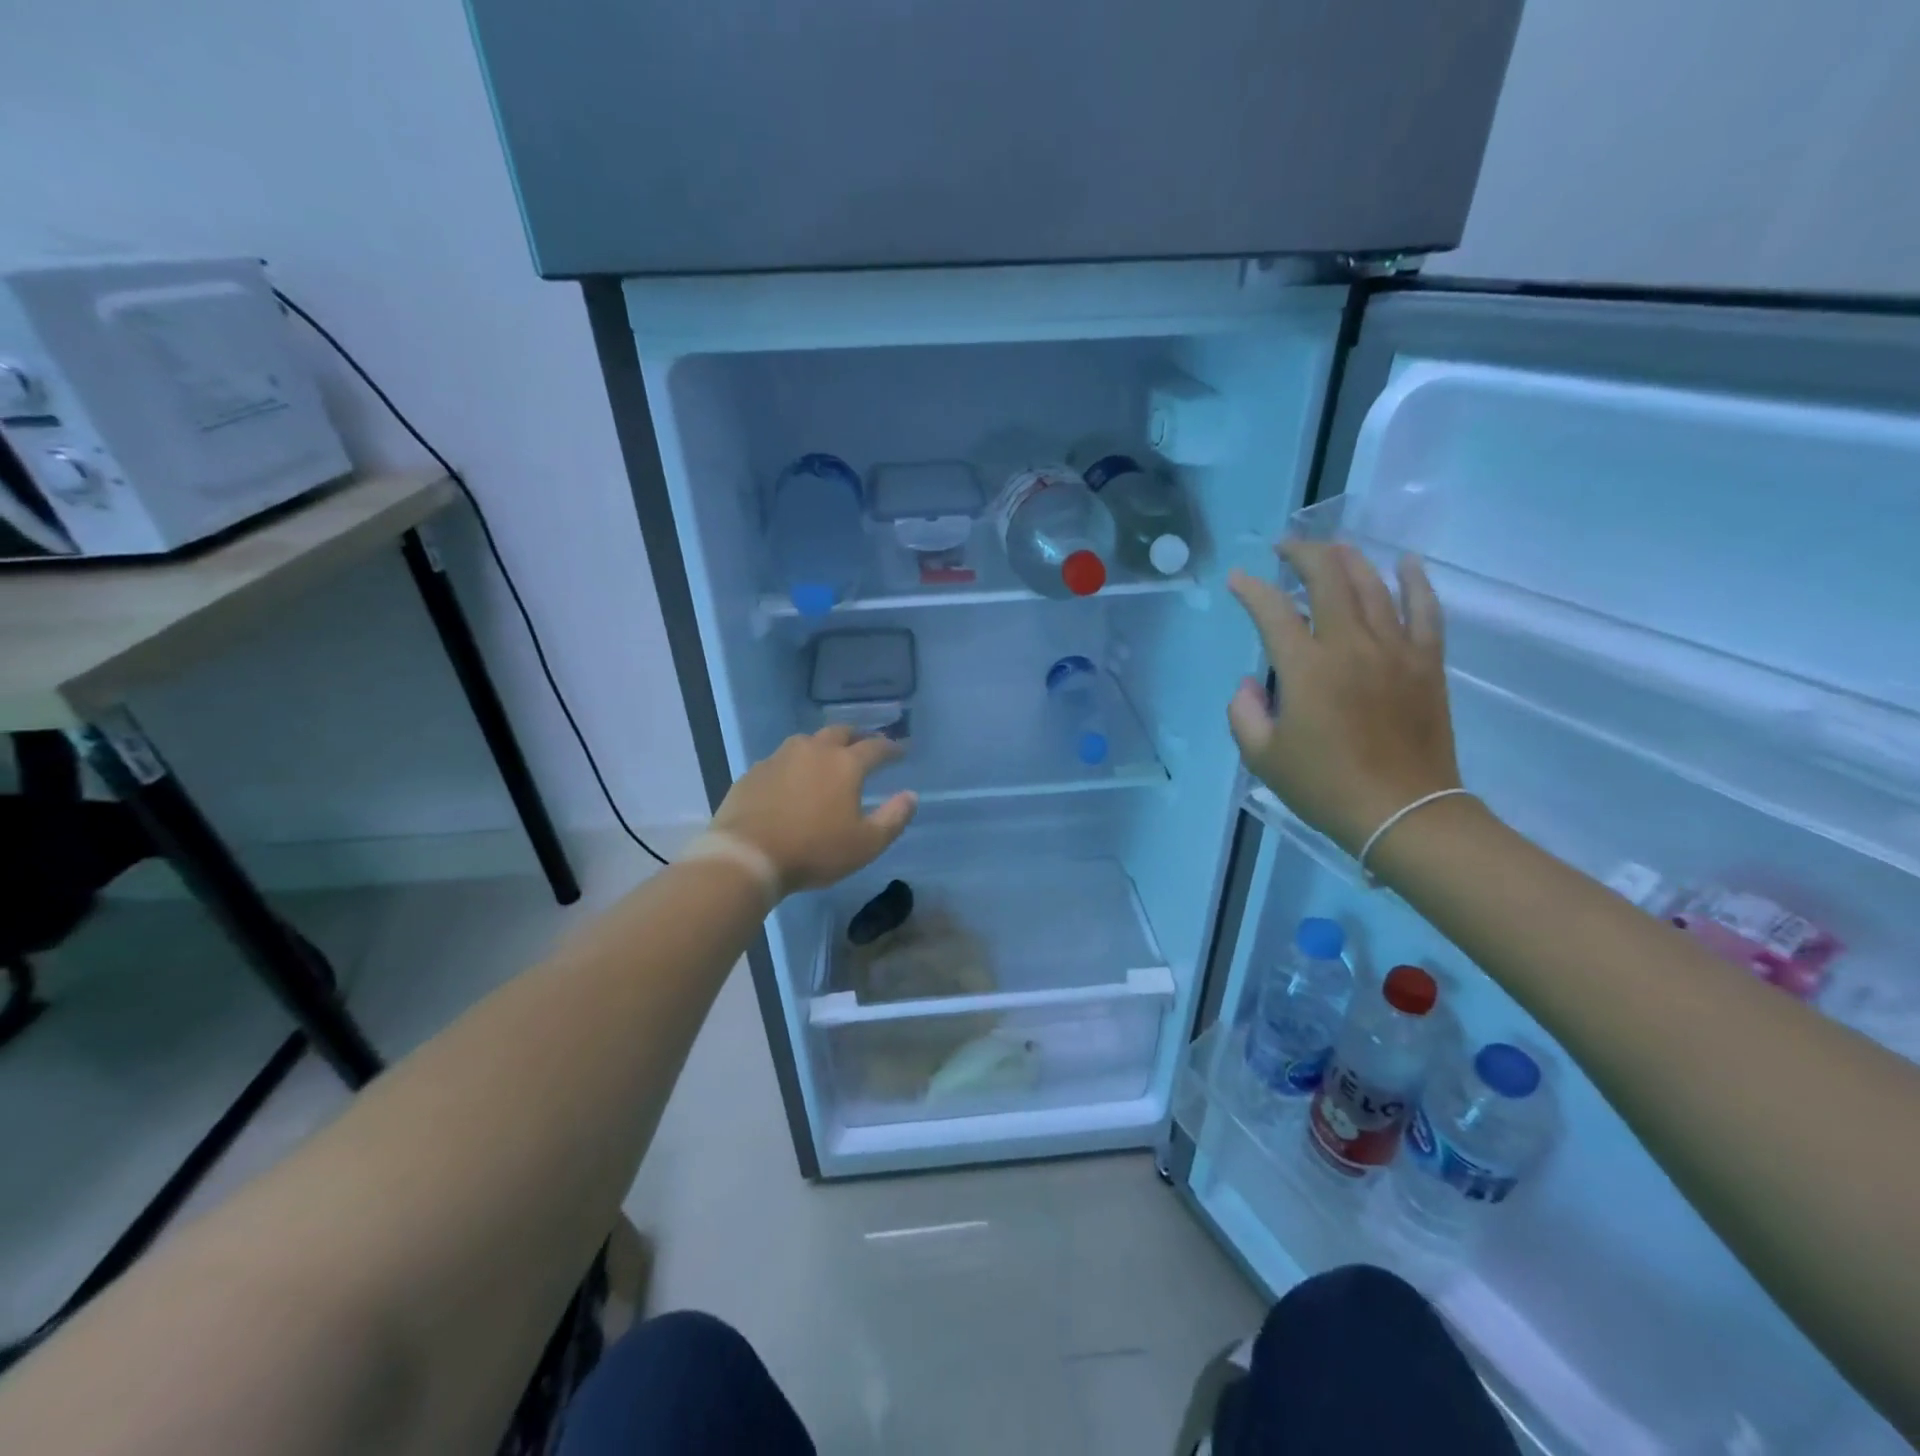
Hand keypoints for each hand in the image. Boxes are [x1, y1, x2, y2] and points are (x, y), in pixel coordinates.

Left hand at [710, 725, 918, 894]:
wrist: (747, 856)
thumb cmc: (814, 851)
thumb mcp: (866, 844)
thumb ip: (894, 818)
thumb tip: (911, 796)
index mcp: (845, 764)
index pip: (876, 747)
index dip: (891, 748)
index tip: (901, 752)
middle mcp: (813, 751)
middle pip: (840, 732)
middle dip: (857, 737)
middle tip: (865, 746)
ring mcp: (779, 758)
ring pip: (807, 741)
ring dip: (822, 746)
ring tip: (827, 759)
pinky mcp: (754, 773)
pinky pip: (780, 760)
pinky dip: (793, 765)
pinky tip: (791, 781)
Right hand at [1226, 542, 1461, 853]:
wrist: (1403, 813)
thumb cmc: (1325, 787)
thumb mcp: (1263, 756)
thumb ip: (1244, 712)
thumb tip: (1252, 682)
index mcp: (1306, 668)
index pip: (1273, 611)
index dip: (1251, 589)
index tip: (1237, 579)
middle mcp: (1351, 646)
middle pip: (1328, 578)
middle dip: (1302, 554)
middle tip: (1284, 549)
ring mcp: (1395, 649)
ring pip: (1373, 585)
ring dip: (1348, 559)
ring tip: (1331, 548)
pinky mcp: (1426, 662)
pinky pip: (1425, 609)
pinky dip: (1416, 581)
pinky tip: (1405, 561)